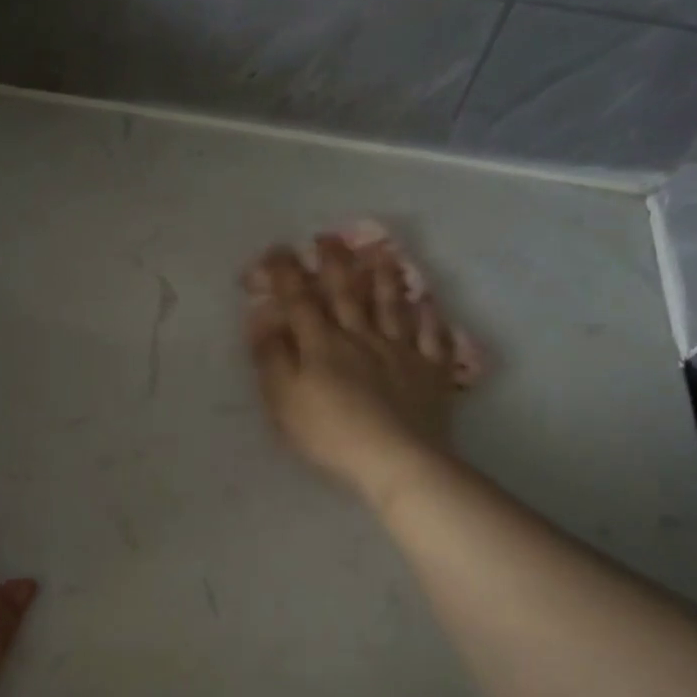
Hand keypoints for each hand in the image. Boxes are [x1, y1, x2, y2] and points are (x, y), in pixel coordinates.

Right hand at [244, 235, 462, 501]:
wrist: (396, 460)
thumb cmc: (330, 433)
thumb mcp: (283, 399)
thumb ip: (271, 357)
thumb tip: (262, 318)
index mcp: (322, 344)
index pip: (300, 299)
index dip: (286, 272)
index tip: (276, 250)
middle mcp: (361, 337)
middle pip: (347, 292)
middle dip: (335, 262)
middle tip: (329, 236)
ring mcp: (400, 351)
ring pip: (391, 306)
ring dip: (384, 278)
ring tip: (381, 254)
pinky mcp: (430, 372)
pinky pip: (433, 337)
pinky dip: (431, 318)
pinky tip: (429, 304)